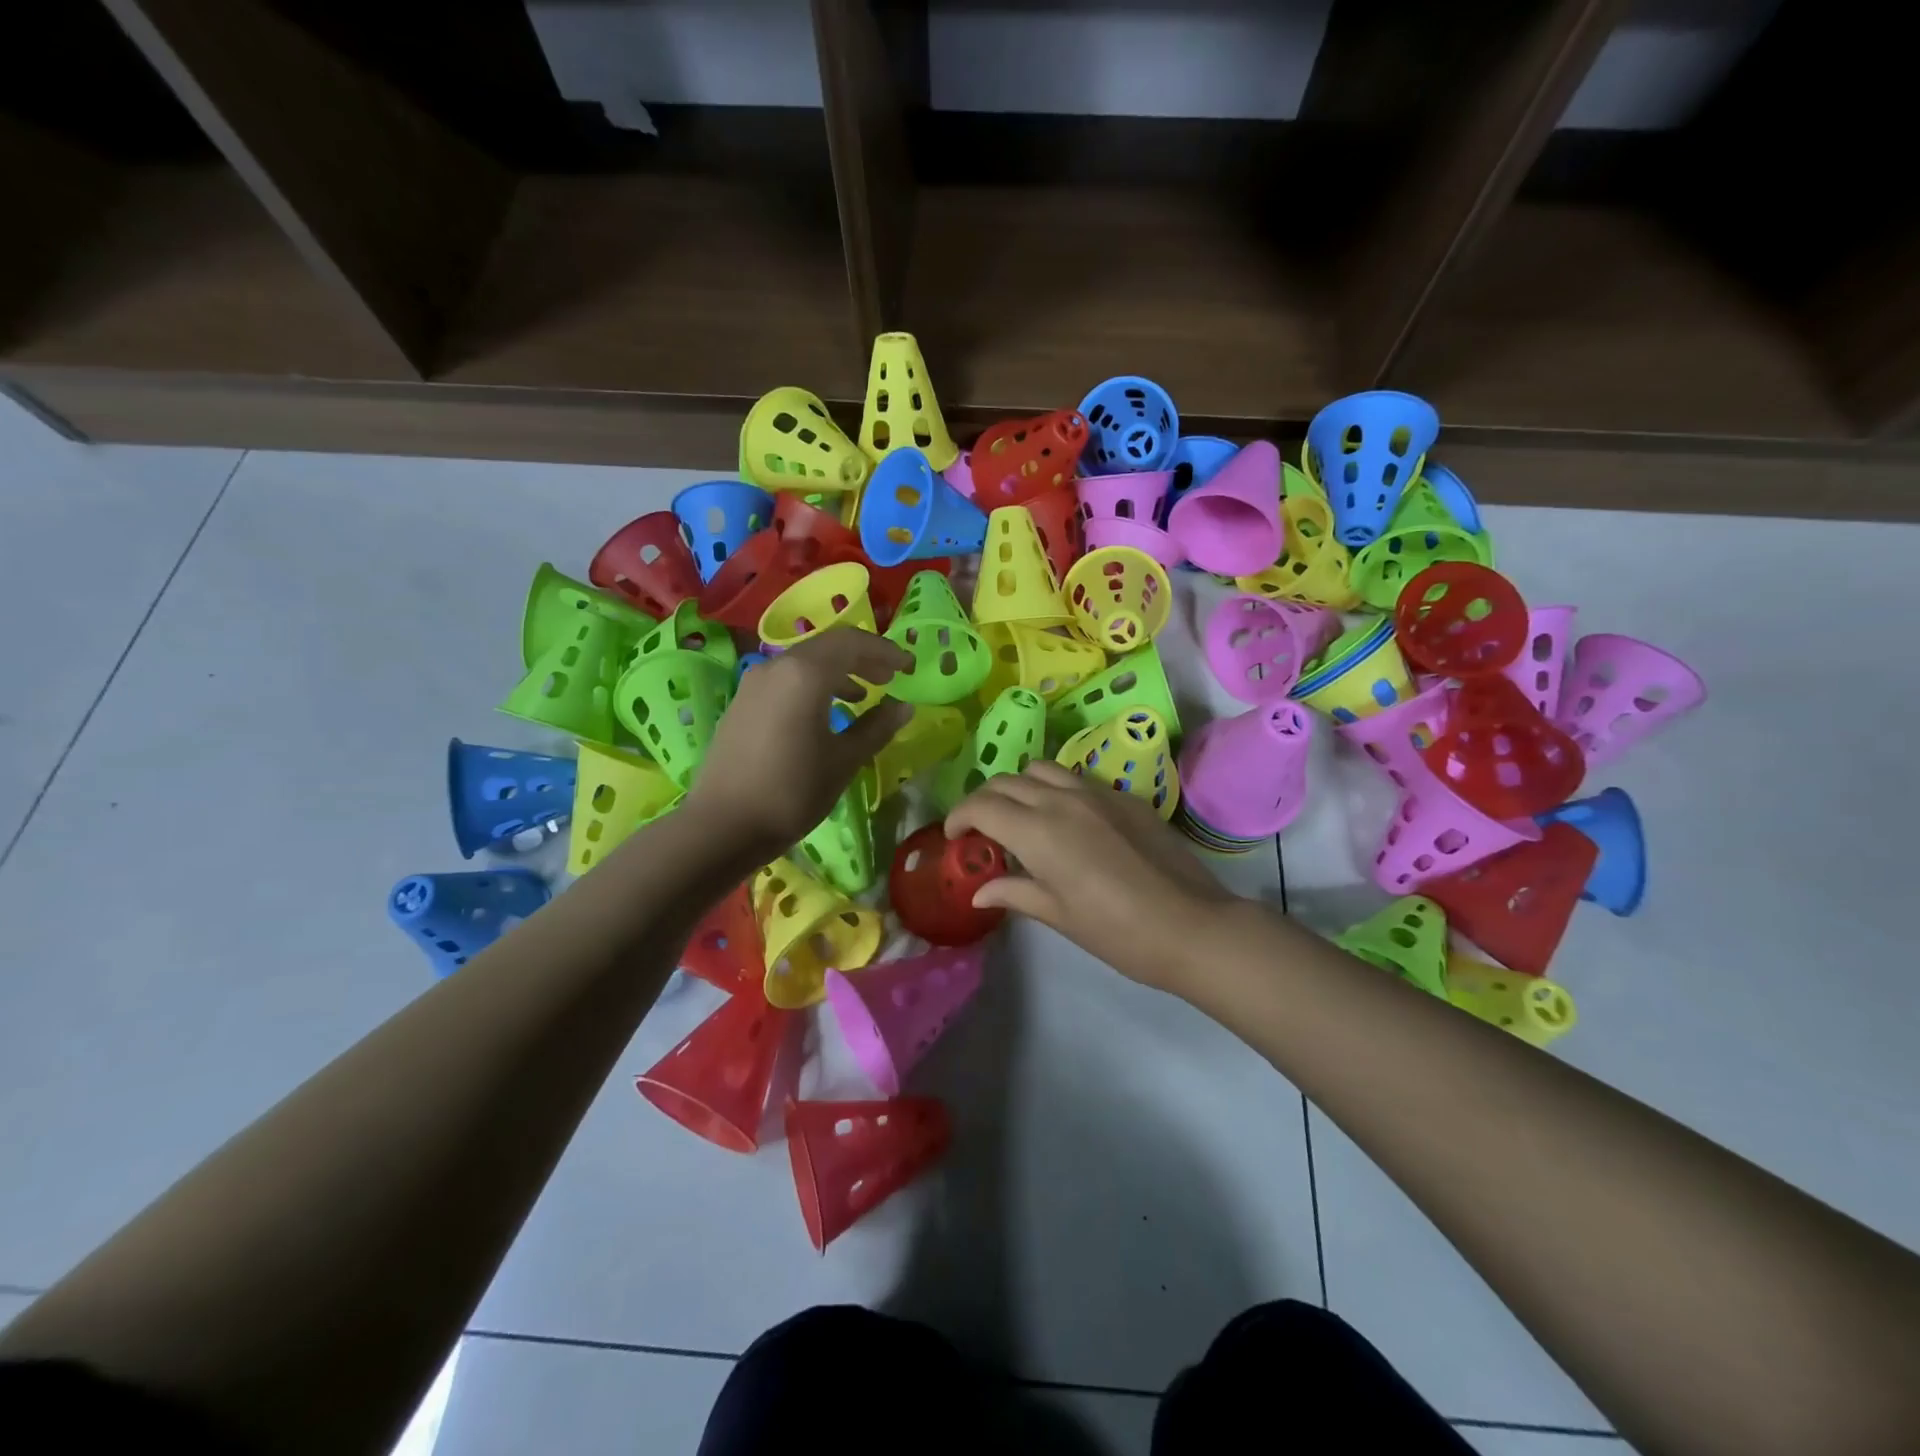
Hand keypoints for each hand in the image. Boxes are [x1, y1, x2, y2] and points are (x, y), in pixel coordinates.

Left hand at [686, 629, 912, 854]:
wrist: (722, 825)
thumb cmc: (792, 791)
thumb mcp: (844, 760)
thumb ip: (877, 727)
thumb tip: (904, 706)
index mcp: (805, 673)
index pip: (853, 642)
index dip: (885, 651)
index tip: (909, 667)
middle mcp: (777, 666)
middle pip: (827, 646)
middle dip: (863, 658)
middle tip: (891, 677)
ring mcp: (754, 683)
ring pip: (805, 662)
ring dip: (838, 671)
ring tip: (863, 695)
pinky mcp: (742, 703)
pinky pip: (786, 679)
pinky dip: (813, 684)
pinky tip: (825, 713)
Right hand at [944, 760, 1240, 991]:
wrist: (1191, 925)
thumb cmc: (1118, 932)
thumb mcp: (1059, 916)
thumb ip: (1015, 893)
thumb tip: (979, 892)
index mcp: (1039, 832)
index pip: (982, 806)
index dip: (959, 817)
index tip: (954, 837)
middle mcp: (1062, 800)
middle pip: (1006, 781)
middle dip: (984, 800)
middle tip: (981, 829)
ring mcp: (1096, 793)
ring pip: (1042, 769)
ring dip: (1019, 786)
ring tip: (1021, 816)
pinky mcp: (1124, 796)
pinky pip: (1076, 778)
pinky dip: (1055, 789)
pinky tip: (1065, 820)